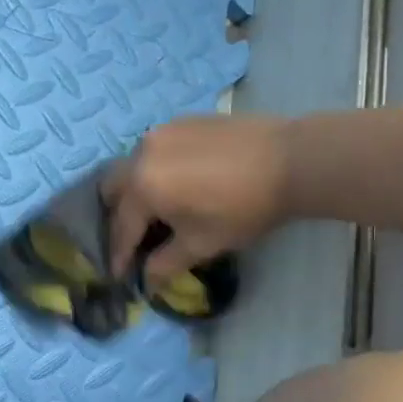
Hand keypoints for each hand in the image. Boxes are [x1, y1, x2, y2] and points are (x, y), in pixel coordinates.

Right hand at [106, 115, 293, 285]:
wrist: (290, 160)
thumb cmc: (243, 208)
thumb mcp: (202, 244)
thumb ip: (166, 263)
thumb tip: (147, 280)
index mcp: (142, 187)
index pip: (121, 227)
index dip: (118, 254)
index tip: (117, 274)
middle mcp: (141, 154)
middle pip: (112, 187)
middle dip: (116, 215)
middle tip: (131, 237)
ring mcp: (161, 132)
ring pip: (132, 165)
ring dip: (135, 190)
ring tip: (155, 209)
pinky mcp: (181, 121)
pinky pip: (155, 149)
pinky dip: (155, 169)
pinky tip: (178, 182)